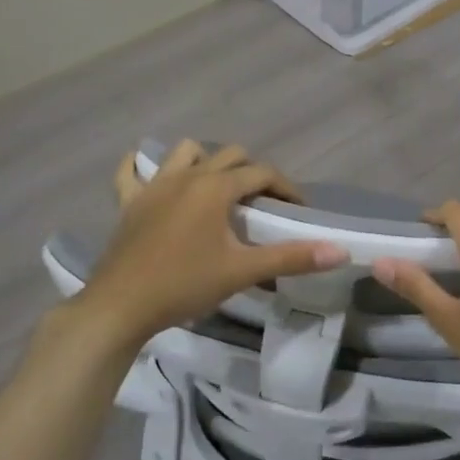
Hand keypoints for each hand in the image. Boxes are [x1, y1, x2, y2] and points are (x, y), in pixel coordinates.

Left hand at [73, 140, 347, 348]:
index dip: (285, 187)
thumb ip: (291, 258)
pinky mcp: (129, 202)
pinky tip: (146, 171)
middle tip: (262, 202)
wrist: (120, 307)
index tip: (298, 209)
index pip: (261, 174)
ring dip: (205, 160)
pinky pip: (130, 173)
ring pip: (185, 152)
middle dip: (251, 171)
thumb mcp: (242, 271)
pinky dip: (139, 167)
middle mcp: (187, 175)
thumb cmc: (184, 285)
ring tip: (216, 187)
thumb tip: (339, 251)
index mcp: (215, 187)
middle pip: (229, 155)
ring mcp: (154, 186)